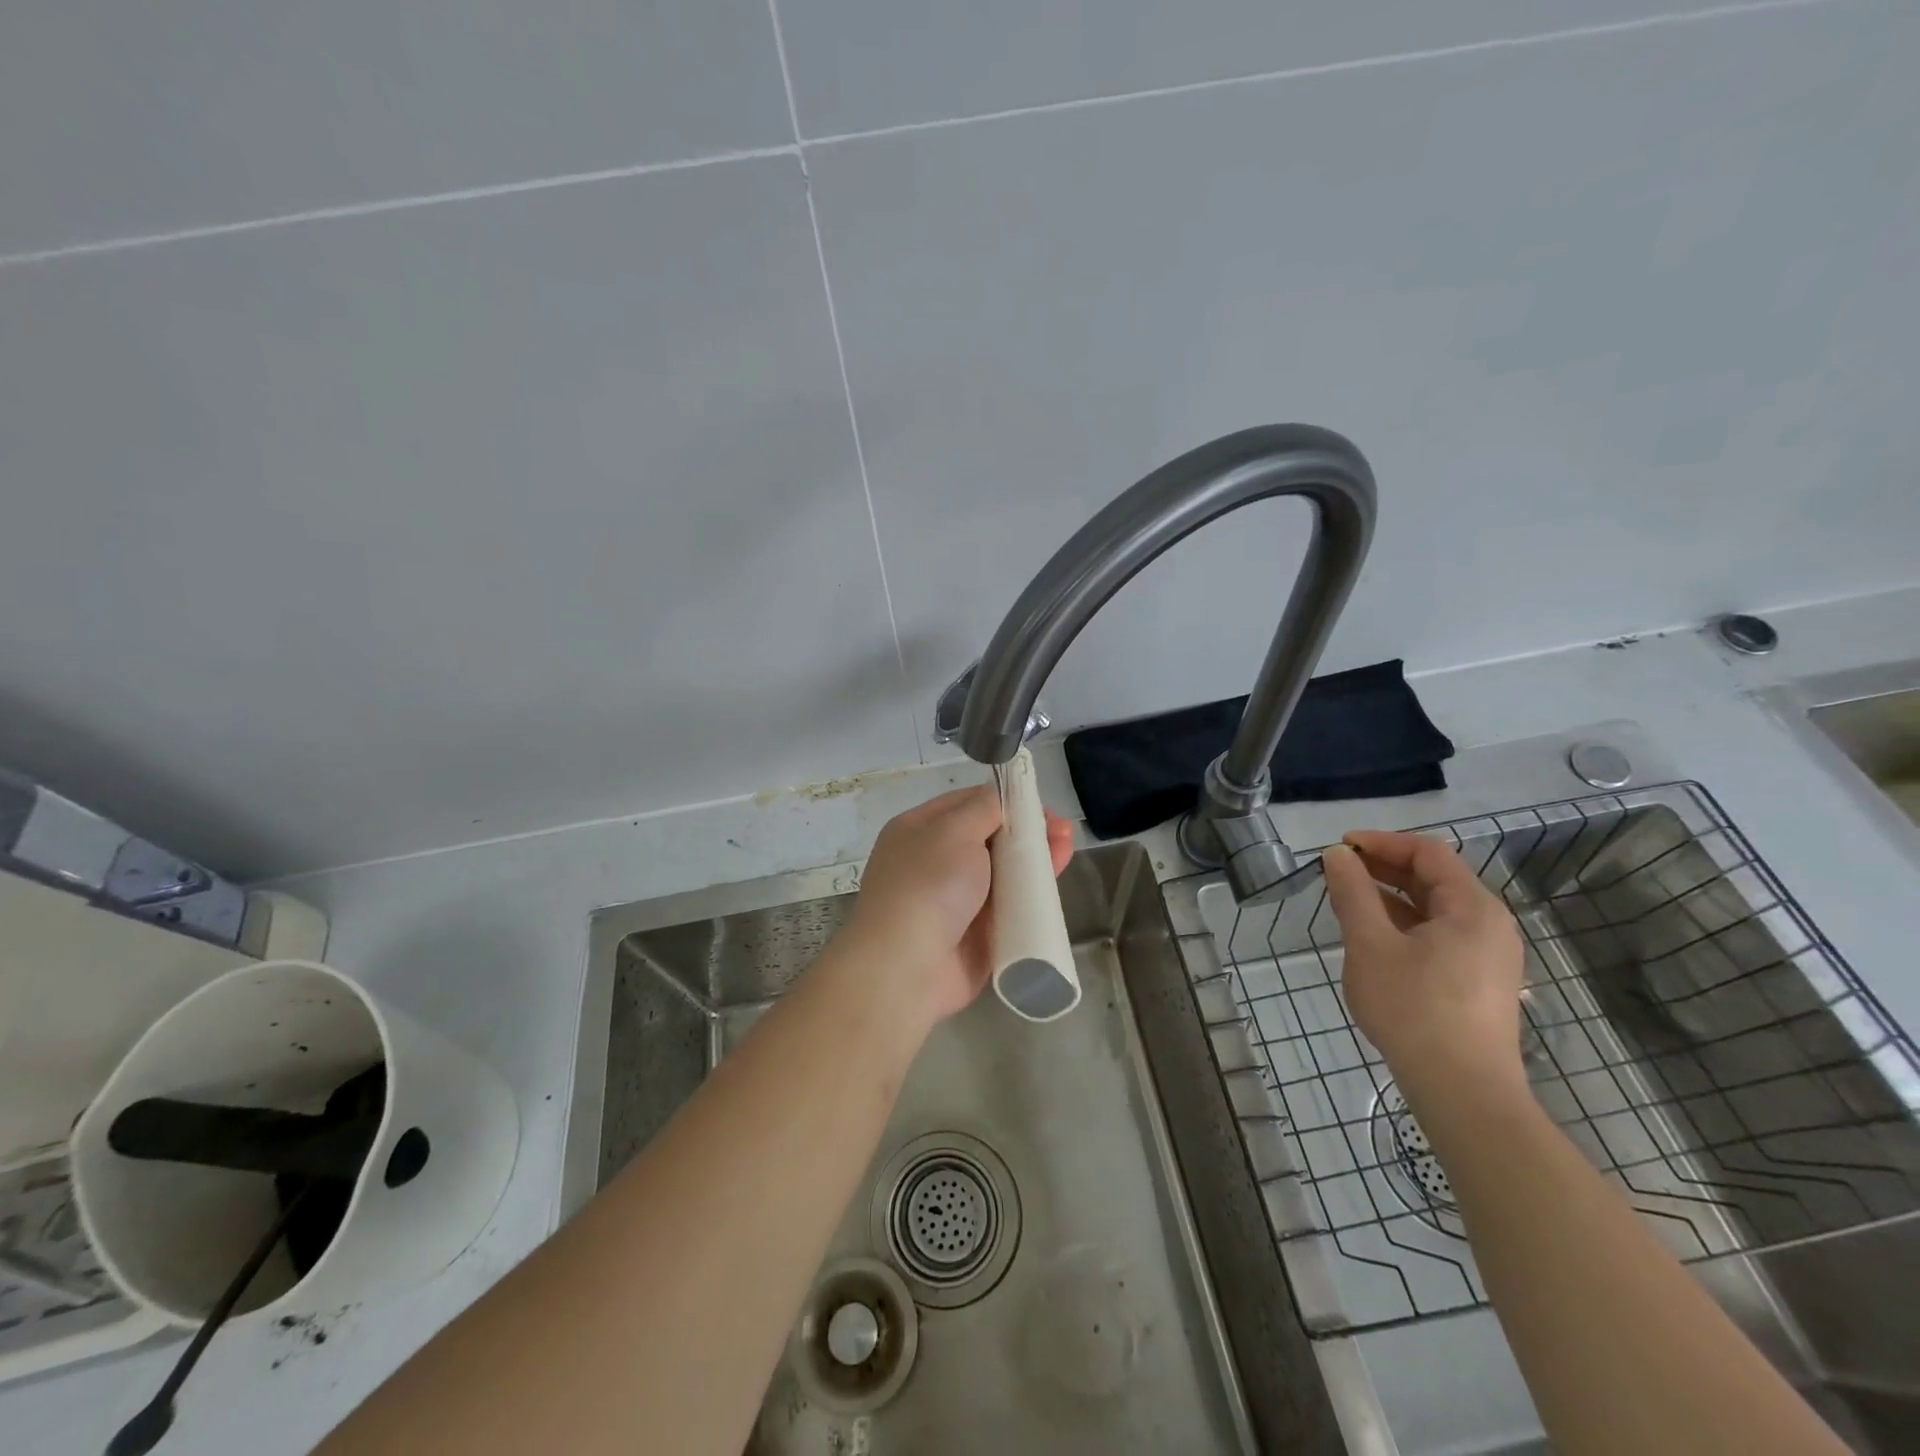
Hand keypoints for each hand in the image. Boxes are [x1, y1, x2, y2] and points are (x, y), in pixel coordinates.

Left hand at [844, 785, 1073, 1027]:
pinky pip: (1010, 909)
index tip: (1037, 801)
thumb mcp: (953, 831)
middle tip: (1062, 829)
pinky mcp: (978, 935)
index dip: (1003, 799)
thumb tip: (999, 797)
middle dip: (1026, 830)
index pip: (966, 804)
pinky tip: (1055, 884)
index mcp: (919, 831)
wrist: (907, 968)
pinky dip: (1033, 897)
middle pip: (990, 838)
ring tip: (1067, 847)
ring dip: (1035, 860)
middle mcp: (936, 863)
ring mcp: (957, 901)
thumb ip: (983, 808)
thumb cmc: (927, 885)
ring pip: (1004, 873)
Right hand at [1321, 830, 1527, 1103]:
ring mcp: (1489, 955)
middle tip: (1339, 870)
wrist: (1462, 1092)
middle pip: (1435, 877)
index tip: (1339, 847)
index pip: (1427, 852)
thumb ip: (1353, 893)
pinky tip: (1375, 936)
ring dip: (1392, 895)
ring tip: (1349, 899)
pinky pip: (1441, 934)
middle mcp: (1490, 924)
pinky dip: (1406, 923)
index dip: (1381, 842)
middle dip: (1384, 867)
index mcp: (1473, 907)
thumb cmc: (1413, 1009)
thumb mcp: (1370, 944)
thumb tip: (1337, 855)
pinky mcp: (1480, 981)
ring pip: (1436, 908)